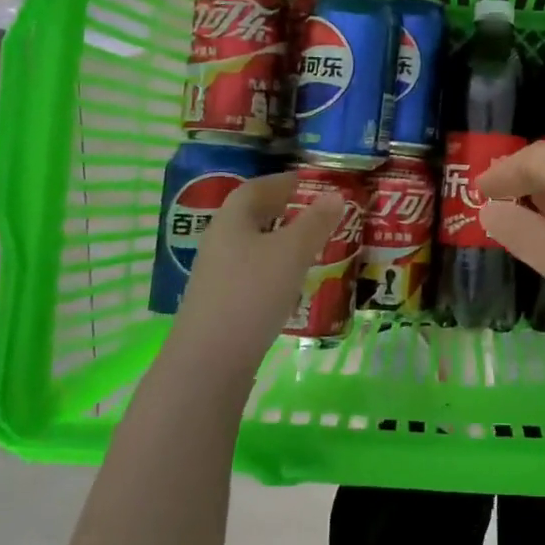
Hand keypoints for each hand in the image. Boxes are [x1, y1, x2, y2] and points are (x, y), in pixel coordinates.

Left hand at [171, 171, 345, 367]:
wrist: (209, 362)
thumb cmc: (252, 294)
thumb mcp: (292, 253)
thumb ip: (315, 222)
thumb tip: (335, 195)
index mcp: (232, 220)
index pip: (257, 187)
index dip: (285, 182)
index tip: (313, 183)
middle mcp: (220, 242)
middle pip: (253, 217)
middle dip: (286, 212)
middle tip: (319, 214)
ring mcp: (218, 275)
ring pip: (254, 247)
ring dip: (282, 243)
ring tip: (314, 248)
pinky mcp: (222, 304)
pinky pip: (253, 274)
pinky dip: (276, 270)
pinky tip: (294, 285)